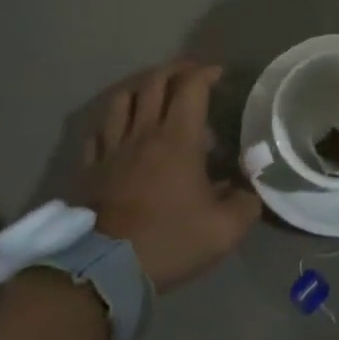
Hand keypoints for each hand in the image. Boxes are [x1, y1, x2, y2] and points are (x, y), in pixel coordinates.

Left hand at [70, 60, 261, 291]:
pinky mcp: (89, 169)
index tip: (219, 74)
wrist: (104, 270)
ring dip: (140, 87)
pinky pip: (98, 132)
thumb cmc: (169, 241)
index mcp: (178, 139)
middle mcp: (143, 134)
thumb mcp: (225, 229)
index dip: (206, 73)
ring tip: (153, 91)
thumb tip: (248, 189)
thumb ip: (245, 202)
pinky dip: (112, 121)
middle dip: (175, 70)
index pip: (191, 87)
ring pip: (121, 100)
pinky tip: (119, 128)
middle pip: (154, 83)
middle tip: (191, 73)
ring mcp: (111, 149)